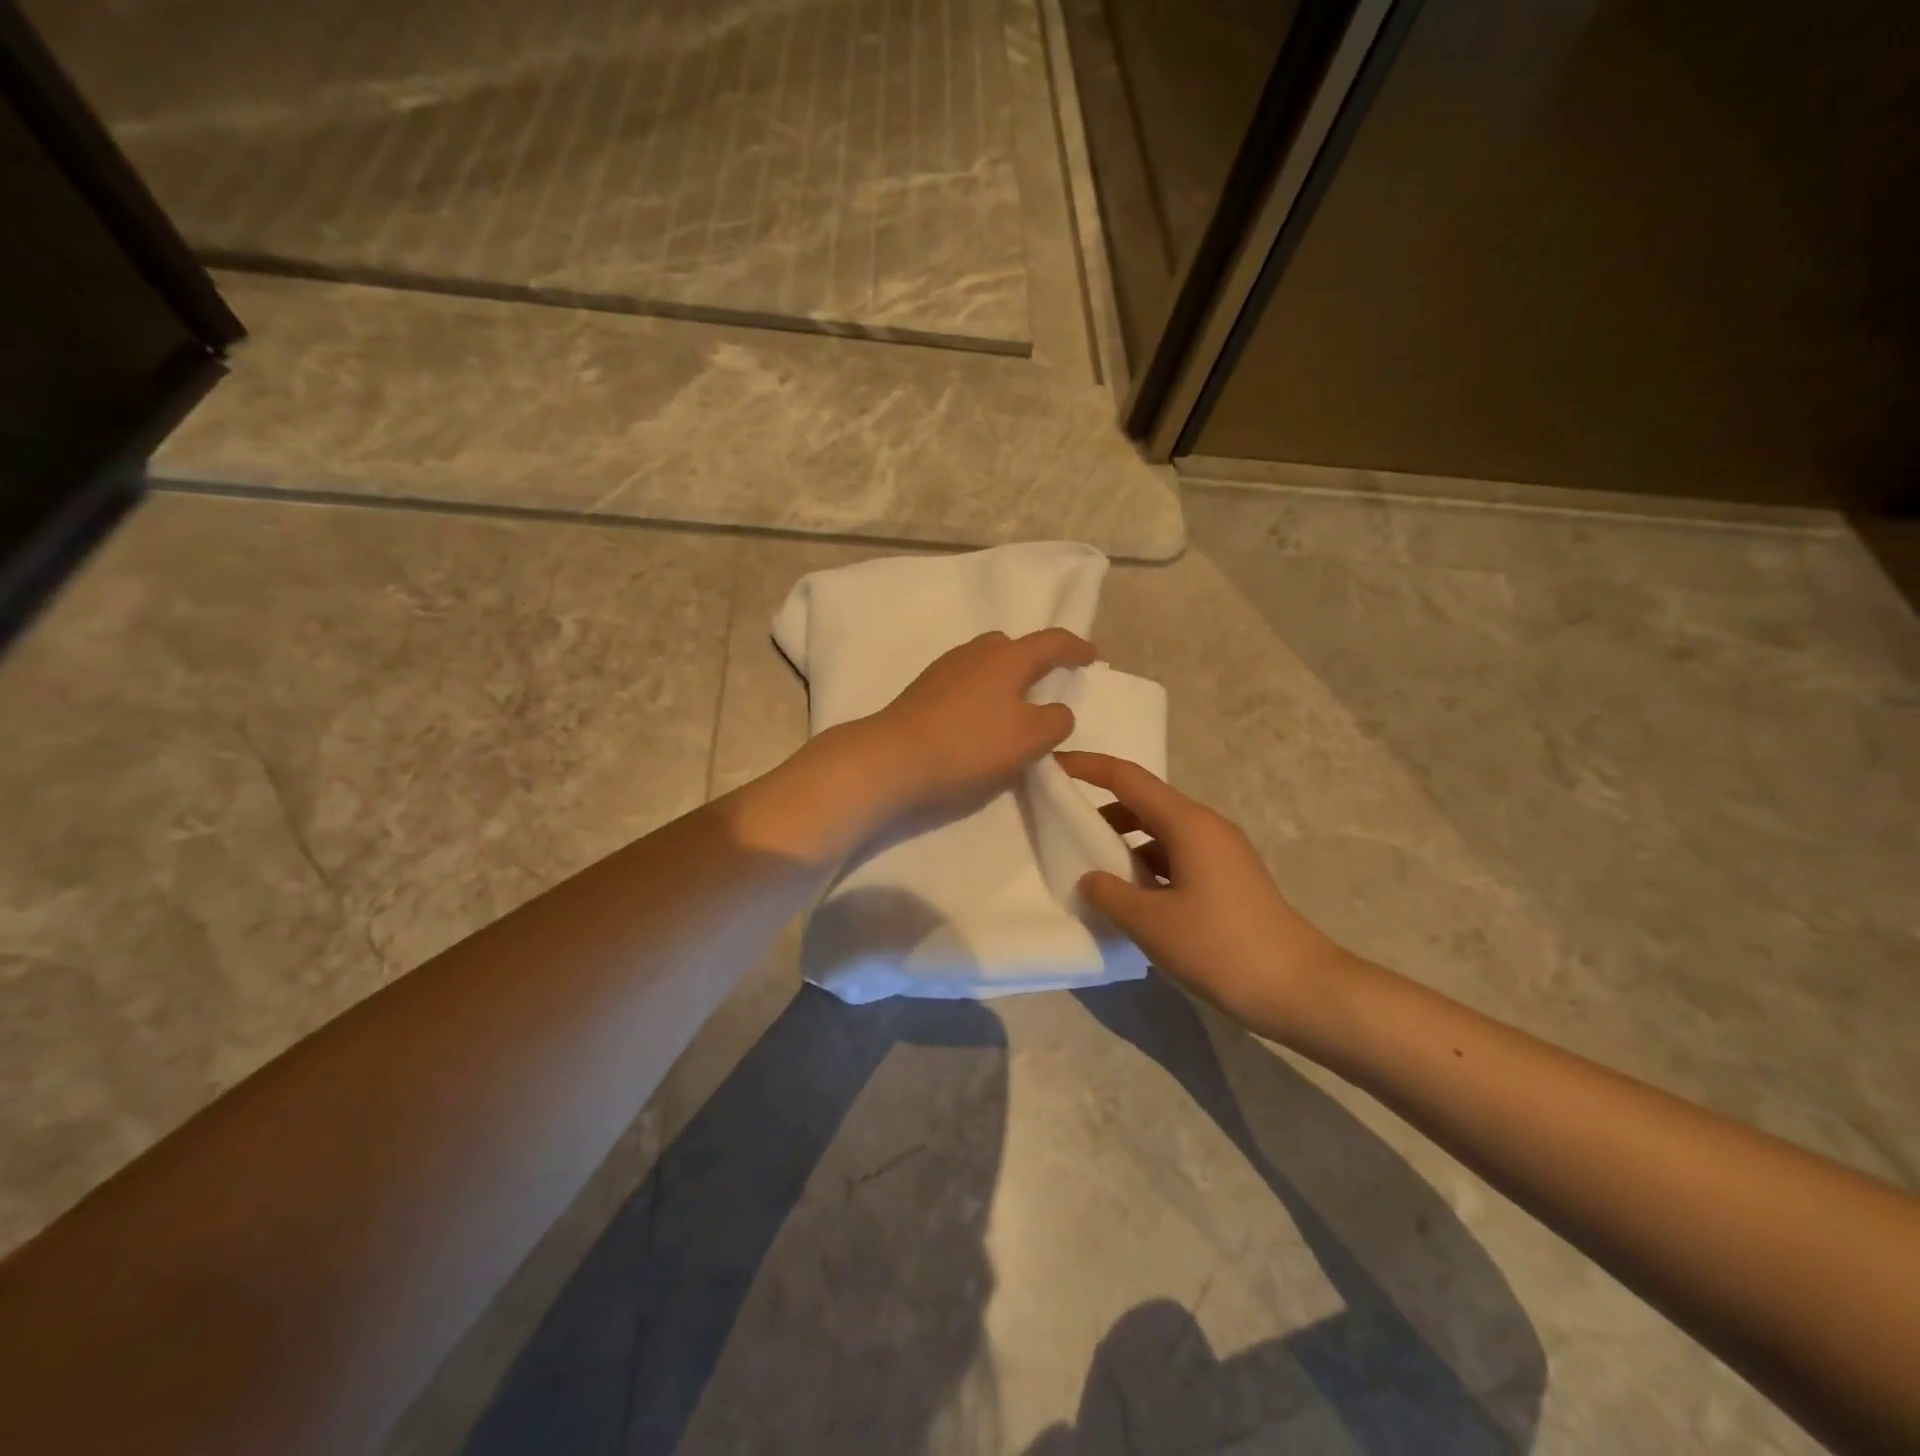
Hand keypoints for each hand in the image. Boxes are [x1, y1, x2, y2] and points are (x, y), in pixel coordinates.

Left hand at [856, 628, 1096, 814]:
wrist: (894, 757)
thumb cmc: (970, 744)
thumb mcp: (1029, 739)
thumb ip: (1055, 721)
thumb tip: (1057, 711)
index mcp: (1008, 657)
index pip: (1052, 642)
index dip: (1076, 648)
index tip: (1092, 657)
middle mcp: (976, 652)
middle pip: (1013, 645)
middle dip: (1035, 659)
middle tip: (1047, 682)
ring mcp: (945, 668)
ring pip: (985, 662)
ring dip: (1005, 677)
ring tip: (1013, 705)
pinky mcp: (923, 689)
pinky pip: (965, 680)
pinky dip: (981, 691)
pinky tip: (979, 718)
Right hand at [1058, 751, 1357, 1039]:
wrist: (1298, 988)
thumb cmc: (1221, 946)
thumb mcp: (1152, 923)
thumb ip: (1109, 894)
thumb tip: (1089, 878)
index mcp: (1187, 823)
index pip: (1126, 777)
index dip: (1086, 767)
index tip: (1050, 765)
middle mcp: (1204, 827)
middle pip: (1142, 802)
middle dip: (1099, 809)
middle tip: (1060, 826)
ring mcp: (1218, 853)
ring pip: (1158, 832)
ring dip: (1122, 842)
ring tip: (1089, 868)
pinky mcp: (1225, 879)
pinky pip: (1173, 857)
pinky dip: (1144, 865)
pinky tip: (1128, 897)